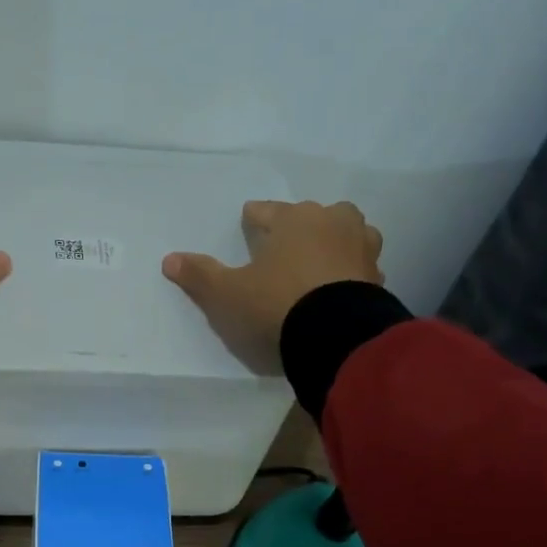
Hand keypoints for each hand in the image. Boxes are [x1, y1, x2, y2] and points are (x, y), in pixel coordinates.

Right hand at [163, 200, 382, 372]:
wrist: (336, 335)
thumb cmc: (276, 303)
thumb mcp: (227, 293)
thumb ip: (200, 275)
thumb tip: (169, 259)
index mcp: (293, 219)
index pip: (267, 211)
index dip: (254, 218)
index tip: (249, 222)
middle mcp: (332, 223)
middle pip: (314, 215)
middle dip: (300, 225)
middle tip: (286, 243)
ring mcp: (361, 249)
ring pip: (348, 233)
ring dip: (335, 241)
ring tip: (321, 258)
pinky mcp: (378, 278)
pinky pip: (361, 266)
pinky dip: (351, 271)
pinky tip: (340, 286)